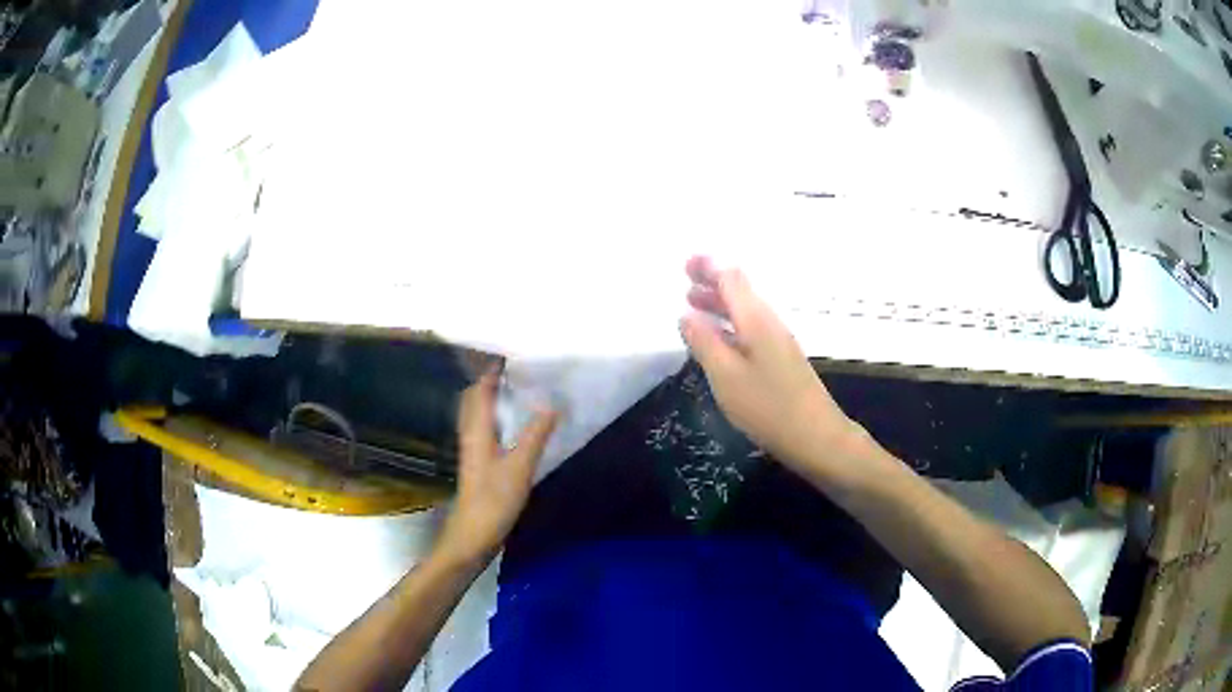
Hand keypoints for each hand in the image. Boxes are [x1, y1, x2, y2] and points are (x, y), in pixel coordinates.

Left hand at [436, 369, 557, 566]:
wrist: (472, 537)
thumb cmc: (493, 501)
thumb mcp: (520, 467)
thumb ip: (535, 435)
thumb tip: (551, 403)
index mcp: (476, 431)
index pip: (479, 391)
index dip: (491, 372)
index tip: (510, 356)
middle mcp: (470, 436)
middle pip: (474, 401)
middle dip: (490, 383)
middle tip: (516, 372)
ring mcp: (473, 452)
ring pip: (479, 417)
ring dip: (493, 401)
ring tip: (518, 392)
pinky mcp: (479, 467)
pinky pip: (486, 432)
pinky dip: (498, 420)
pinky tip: (514, 428)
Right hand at [680, 256, 858, 471]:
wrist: (816, 436)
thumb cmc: (768, 406)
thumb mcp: (726, 376)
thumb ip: (704, 343)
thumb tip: (686, 315)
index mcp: (756, 319)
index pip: (731, 278)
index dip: (709, 267)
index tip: (686, 264)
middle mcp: (769, 322)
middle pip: (740, 291)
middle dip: (712, 282)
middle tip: (684, 281)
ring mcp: (777, 342)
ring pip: (745, 311)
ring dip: (719, 304)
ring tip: (693, 307)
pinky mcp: (780, 360)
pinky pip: (750, 329)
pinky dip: (729, 325)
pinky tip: (718, 340)